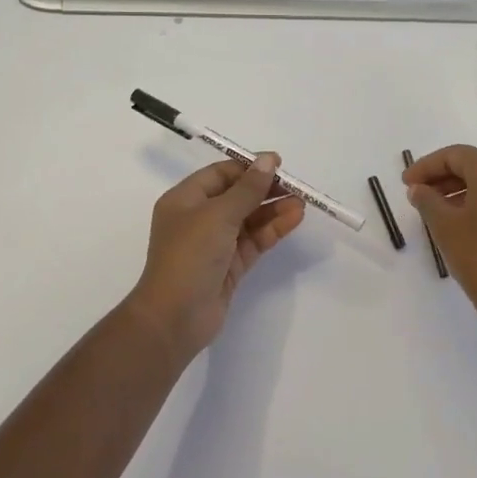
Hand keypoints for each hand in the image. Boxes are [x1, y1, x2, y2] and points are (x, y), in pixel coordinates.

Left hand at [125, 155, 304, 359]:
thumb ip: (247, 188)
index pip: (220, 174)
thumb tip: (268, 160)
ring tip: (301, 204)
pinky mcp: (229, 266)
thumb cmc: (190, 255)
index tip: (278, 164)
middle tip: (295, 187)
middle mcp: (198, 218)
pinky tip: (293, 219)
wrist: (175, 317)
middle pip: (236, 196)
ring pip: (248, 220)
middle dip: (265, 190)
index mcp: (185, 199)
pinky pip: (254, 241)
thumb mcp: (219, 215)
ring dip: (273, 210)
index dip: (248, 167)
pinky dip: (272, 230)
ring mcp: (214, 244)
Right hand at [403, 145, 476, 333]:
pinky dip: (476, 202)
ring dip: (458, 189)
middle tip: (417, 192)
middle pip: (473, 165)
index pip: (456, 155)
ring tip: (433, 209)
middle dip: (442, 175)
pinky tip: (459, 222)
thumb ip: (427, 200)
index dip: (427, 165)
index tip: (406, 183)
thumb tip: (419, 189)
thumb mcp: (445, 226)